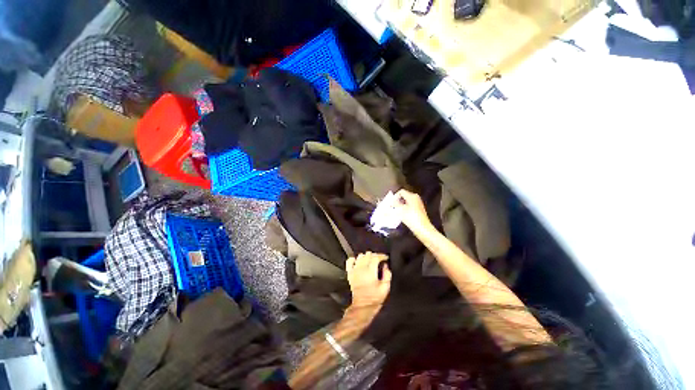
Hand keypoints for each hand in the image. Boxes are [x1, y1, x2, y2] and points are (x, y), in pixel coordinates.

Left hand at [346, 252, 390, 309]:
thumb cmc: (375, 298)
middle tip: (380, 260)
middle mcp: (361, 270)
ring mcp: (354, 271)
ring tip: (371, 261)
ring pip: (359, 257)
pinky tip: (358, 262)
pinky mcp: (349, 274)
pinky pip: (349, 262)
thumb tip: (385, 266)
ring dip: (366, 257)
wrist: (363, 305)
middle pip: (367, 255)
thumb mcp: (385, 287)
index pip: (375, 257)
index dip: (382, 256)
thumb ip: (387, 275)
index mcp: (370, 272)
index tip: (386, 258)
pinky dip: (354, 259)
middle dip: (375, 256)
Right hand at [394, 189, 433, 234]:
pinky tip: (403, 215)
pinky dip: (405, 209)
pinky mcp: (419, 210)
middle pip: (404, 196)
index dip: (395, 196)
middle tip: (392, 207)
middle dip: (397, 201)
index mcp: (412, 196)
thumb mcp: (400, 211)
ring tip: (396, 212)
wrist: (422, 228)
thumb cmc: (412, 218)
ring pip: (407, 202)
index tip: (391, 203)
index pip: (401, 192)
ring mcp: (418, 204)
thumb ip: (395, 204)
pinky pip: (410, 206)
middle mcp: (416, 198)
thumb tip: (391, 202)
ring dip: (401, 206)